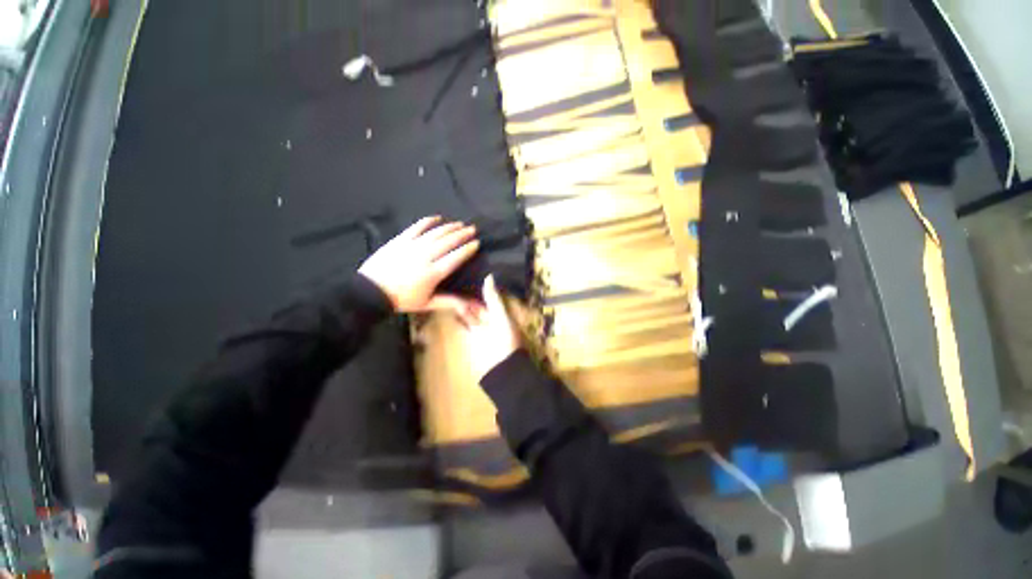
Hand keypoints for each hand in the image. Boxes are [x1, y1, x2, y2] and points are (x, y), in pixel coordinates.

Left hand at [359, 216, 480, 314]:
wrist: (372, 290)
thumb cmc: (400, 299)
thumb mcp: (425, 304)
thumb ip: (448, 302)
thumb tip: (469, 305)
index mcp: (433, 273)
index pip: (455, 258)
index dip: (467, 249)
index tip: (476, 243)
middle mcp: (426, 256)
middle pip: (448, 242)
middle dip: (462, 234)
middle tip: (472, 229)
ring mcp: (413, 245)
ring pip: (436, 232)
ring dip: (449, 227)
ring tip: (459, 224)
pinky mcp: (401, 239)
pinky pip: (418, 226)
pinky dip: (429, 221)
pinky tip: (437, 218)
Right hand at [457, 276, 520, 380]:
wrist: (502, 367)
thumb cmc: (506, 339)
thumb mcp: (500, 316)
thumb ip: (493, 298)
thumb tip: (489, 276)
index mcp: (501, 314)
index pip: (489, 299)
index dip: (480, 289)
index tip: (468, 275)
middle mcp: (491, 321)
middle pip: (478, 306)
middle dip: (469, 297)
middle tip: (454, 282)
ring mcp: (481, 331)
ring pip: (470, 315)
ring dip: (461, 307)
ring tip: (449, 293)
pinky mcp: (472, 340)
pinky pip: (464, 327)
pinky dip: (458, 320)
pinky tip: (449, 312)